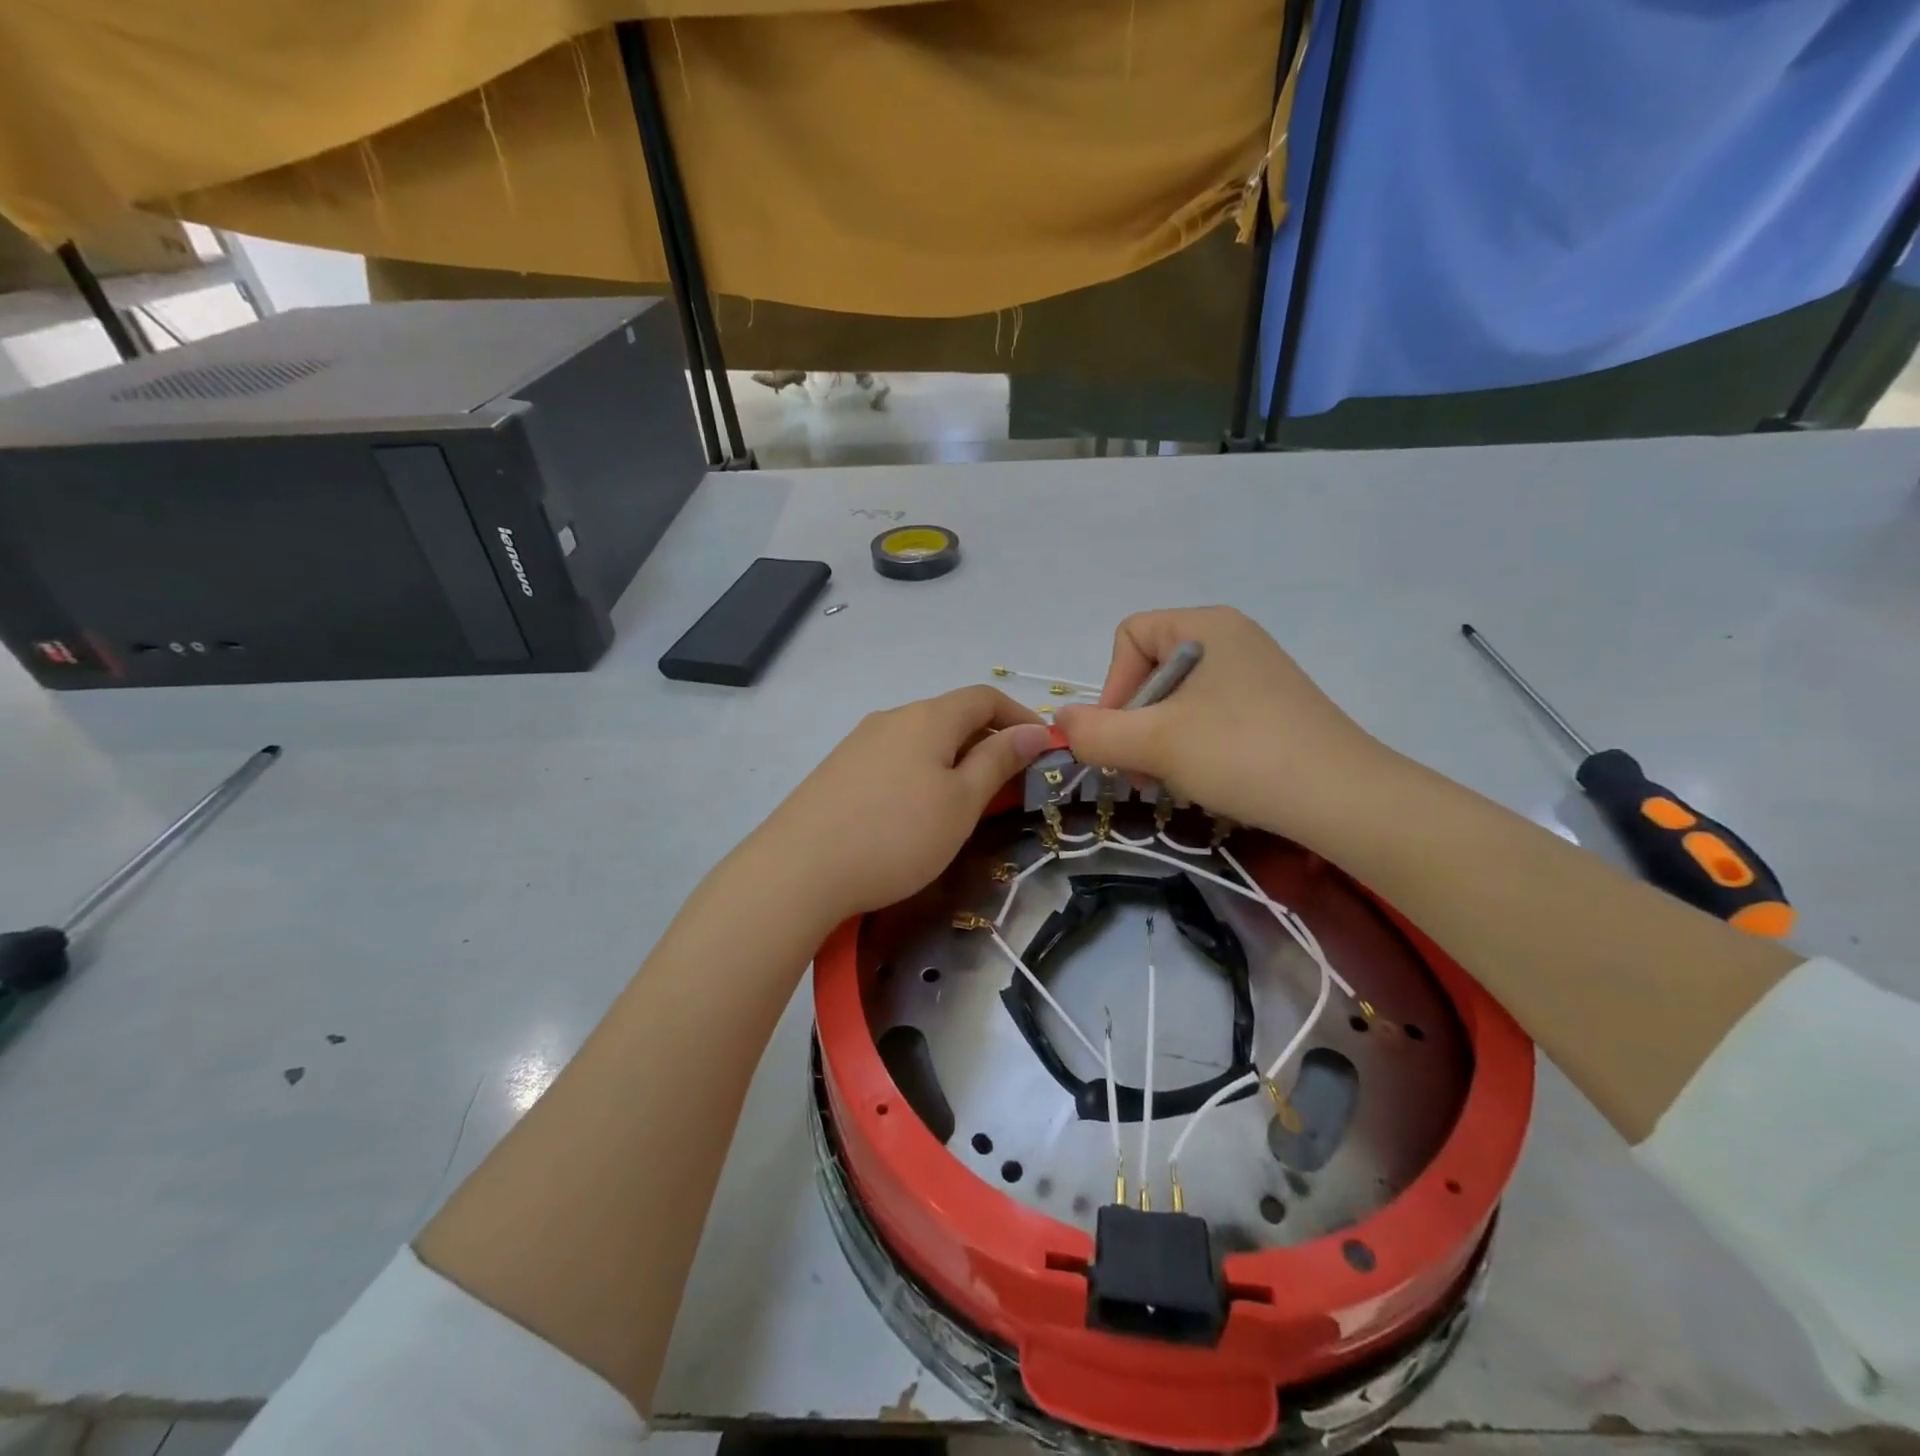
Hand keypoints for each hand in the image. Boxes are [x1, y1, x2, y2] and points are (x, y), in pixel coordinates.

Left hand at [753, 686, 1053, 925]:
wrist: (799, 869)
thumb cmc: (896, 835)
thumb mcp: (961, 802)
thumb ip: (999, 761)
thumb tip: (1035, 730)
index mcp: (928, 717)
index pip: (984, 697)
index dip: (1019, 716)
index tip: (1042, 749)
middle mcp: (893, 717)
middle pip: (952, 715)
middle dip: (988, 741)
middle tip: (1008, 785)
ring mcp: (860, 742)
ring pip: (922, 739)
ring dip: (954, 759)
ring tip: (965, 802)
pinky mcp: (839, 770)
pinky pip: (895, 758)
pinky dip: (922, 772)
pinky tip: (915, 811)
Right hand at [1054, 607, 1390, 844]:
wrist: (1345, 800)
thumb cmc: (1240, 754)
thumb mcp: (1154, 744)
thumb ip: (1094, 731)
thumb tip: (1060, 721)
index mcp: (1206, 625)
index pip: (1128, 638)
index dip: (1112, 687)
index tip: (1120, 738)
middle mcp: (1232, 638)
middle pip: (1151, 670)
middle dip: (1134, 724)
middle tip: (1140, 772)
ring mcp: (1255, 673)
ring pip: (1177, 701)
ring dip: (1159, 742)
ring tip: (1171, 780)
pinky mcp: (1272, 707)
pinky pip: (1209, 717)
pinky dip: (1193, 747)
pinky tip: (1205, 780)